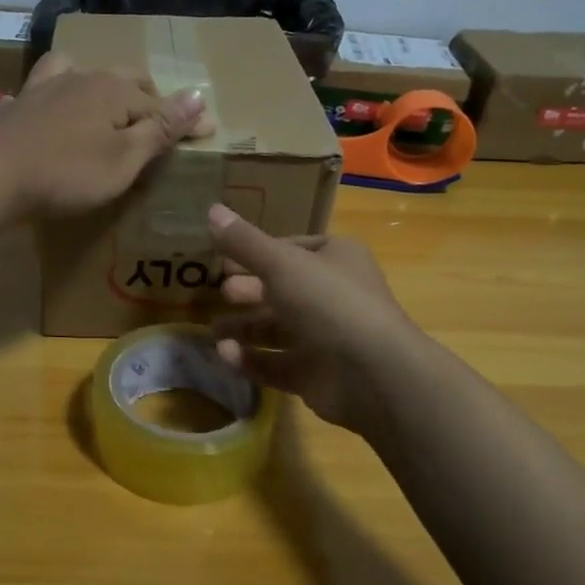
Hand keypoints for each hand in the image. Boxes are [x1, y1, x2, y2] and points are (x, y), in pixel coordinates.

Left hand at [0, 52, 214, 218]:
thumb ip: (160, 129)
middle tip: (160, 121)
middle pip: (124, 80)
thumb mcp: (124, 159)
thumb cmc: (67, 174)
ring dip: (101, 85)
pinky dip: (55, 95)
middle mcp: (82, 77)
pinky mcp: (17, 105)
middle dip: (147, 96)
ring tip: (107, 102)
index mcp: (114, 90)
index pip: (161, 104)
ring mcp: (45, 87)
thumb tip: (199, 95)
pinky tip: (48, 107)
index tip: (208, 133)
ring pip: (81, 73)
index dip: (185, 120)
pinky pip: (42, 89)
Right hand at [208, 204, 427, 434]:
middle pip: (282, 290)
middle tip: (220, 293)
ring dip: (244, 328)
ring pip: (277, 330)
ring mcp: (325, 338)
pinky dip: (251, 359)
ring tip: (213, 331)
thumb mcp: (282, 264)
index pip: (291, 249)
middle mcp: (333, 295)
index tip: (223, 260)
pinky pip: (276, 363)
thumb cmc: (329, 303)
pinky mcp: (315, 375)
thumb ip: (244, 242)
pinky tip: (225, 355)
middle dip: (248, 291)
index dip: (257, 253)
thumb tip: (211, 209)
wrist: (373, 374)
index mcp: (336, 259)